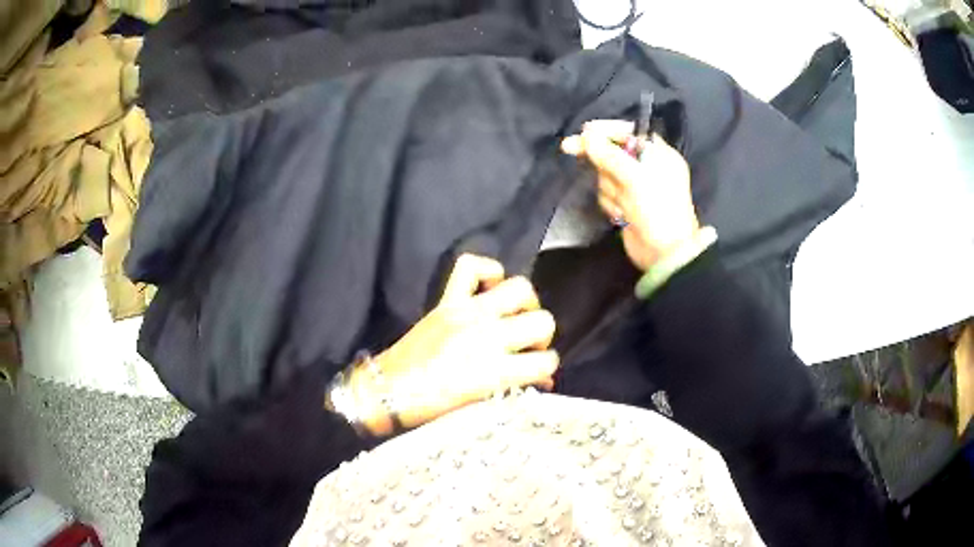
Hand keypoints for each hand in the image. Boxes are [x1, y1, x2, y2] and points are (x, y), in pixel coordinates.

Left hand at [353, 254, 558, 435]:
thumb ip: (514, 390)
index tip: (536, 372)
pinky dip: (486, 271)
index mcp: (494, 371)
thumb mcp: (478, 408)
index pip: (547, 361)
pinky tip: (488, 289)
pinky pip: (471, 266)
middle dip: (541, 337)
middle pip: (543, 321)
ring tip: (513, 317)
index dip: (547, 368)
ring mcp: (466, 312)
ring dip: (525, 304)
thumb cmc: (431, 409)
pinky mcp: (447, 300)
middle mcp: (487, 336)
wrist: (386, 390)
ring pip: (520, 287)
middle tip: (525, 347)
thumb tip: (544, 379)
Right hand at [562, 120, 700, 271]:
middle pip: (612, 152)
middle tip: (568, 148)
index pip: (629, 132)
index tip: (583, 132)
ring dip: (609, 187)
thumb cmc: (657, 209)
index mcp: (658, 154)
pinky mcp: (626, 205)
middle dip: (601, 161)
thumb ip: (609, 155)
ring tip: (623, 203)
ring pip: (606, 175)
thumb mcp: (635, 177)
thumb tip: (587, 136)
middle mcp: (647, 167)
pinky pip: (607, 194)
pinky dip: (610, 203)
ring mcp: (636, 187)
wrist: (665, 254)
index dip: (606, 131)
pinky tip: (621, 214)